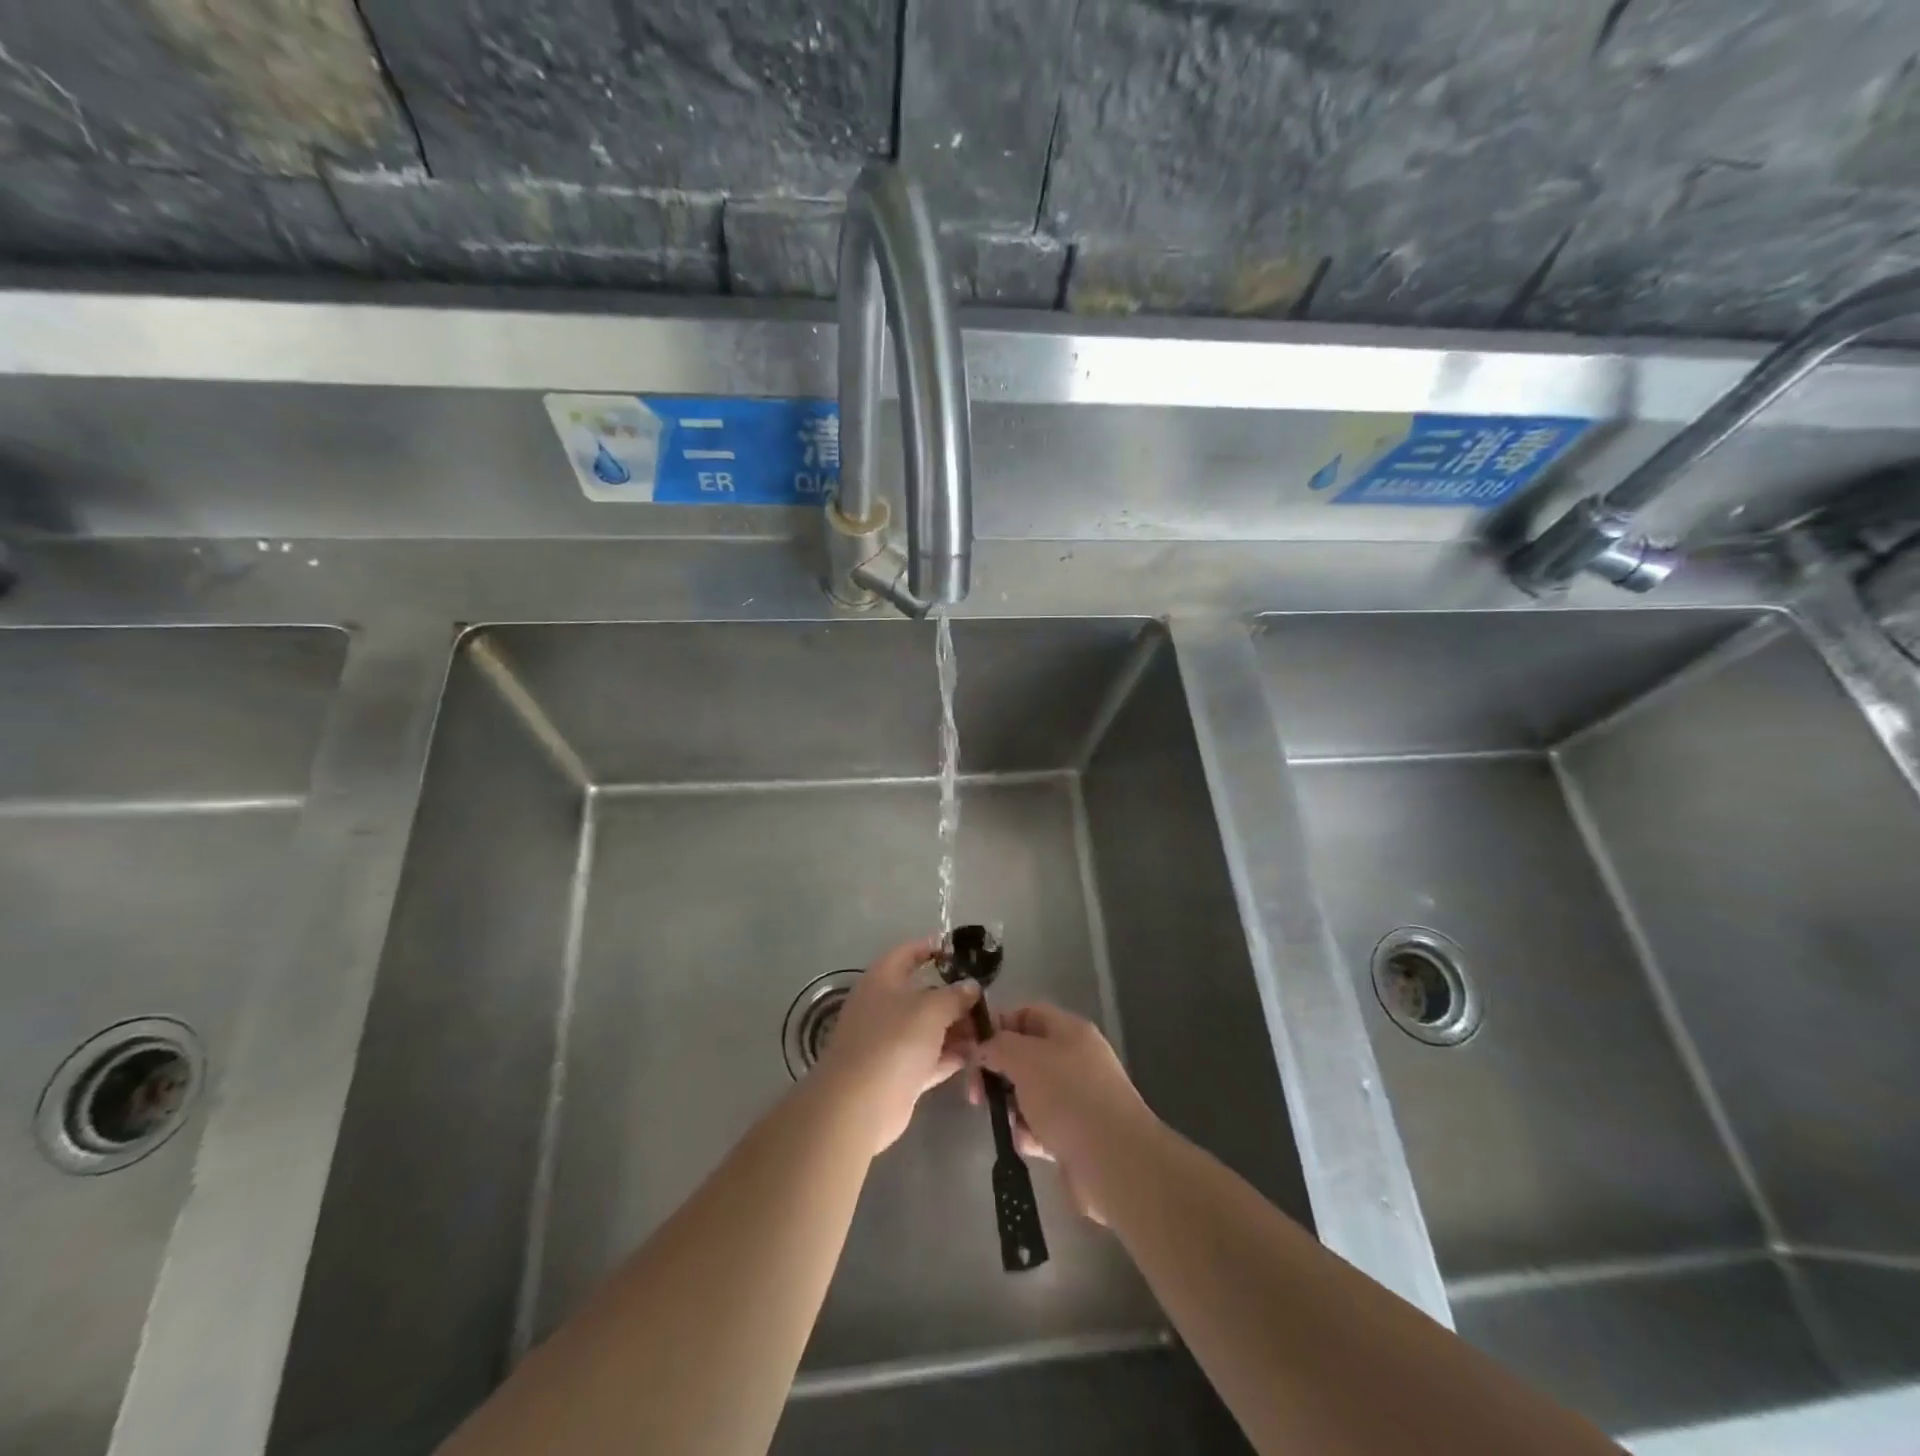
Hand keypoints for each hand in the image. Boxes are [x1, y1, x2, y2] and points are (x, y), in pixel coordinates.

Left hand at [814, 935, 979, 1155]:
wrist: (859, 1106)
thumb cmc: (893, 1042)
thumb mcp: (931, 1009)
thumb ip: (955, 995)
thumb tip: (971, 986)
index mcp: (882, 980)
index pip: (907, 953)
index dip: (931, 947)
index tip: (959, 950)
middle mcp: (884, 1006)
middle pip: (923, 993)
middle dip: (954, 996)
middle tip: (986, 999)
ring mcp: (890, 1041)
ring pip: (929, 1027)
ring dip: (957, 1028)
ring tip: (989, 1028)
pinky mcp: (899, 1073)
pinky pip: (930, 1057)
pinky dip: (951, 1055)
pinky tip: (977, 1054)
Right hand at [969, 1003, 1156, 1224]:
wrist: (1115, 1162)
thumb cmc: (1068, 1097)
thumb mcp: (1024, 1058)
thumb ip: (997, 1046)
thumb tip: (983, 1050)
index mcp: (1069, 1031)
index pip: (1026, 1014)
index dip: (997, 1027)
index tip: (972, 1050)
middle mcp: (1076, 1059)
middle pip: (1025, 1056)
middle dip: (999, 1074)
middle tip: (977, 1095)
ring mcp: (1079, 1098)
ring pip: (1030, 1094)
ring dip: (1014, 1109)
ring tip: (1013, 1124)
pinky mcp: (1078, 1134)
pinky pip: (1042, 1127)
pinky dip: (1030, 1134)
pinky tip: (1029, 1145)